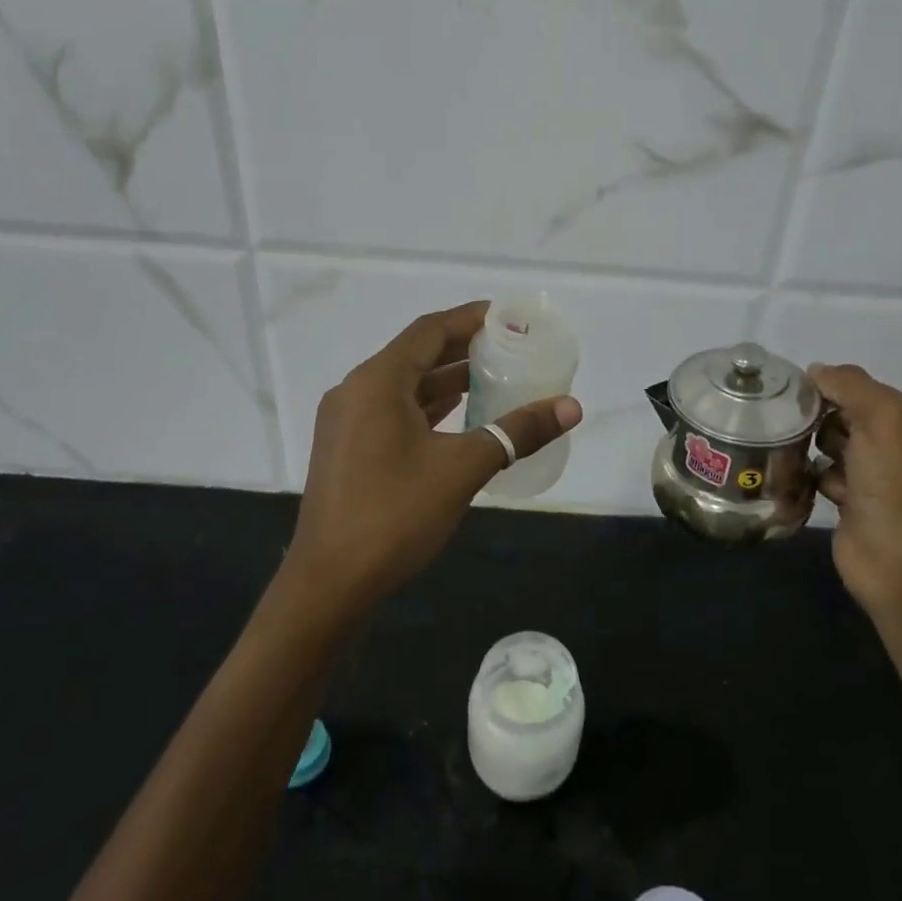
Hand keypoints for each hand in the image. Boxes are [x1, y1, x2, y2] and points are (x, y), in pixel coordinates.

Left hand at [285, 302, 582, 617]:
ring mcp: (346, 420)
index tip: (507, 316)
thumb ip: (517, 432)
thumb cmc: (395, 514)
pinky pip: (392, 409)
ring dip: (445, 378)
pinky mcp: (346, 448)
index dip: (470, 318)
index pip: (429, 330)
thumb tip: (571, 407)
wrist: (329, 584)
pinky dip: (427, 406)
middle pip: (416, 353)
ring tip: (493, 377)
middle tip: (509, 347)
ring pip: (403, 384)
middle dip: (462, 348)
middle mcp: (356, 390)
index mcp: (377, 381)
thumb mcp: (463, 468)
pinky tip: (458, 415)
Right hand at [808, 364, 901, 615]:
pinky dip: (811, 475)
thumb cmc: (892, 482)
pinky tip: (807, 483)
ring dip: (811, 447)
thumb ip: (848, 384)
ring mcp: (875, 471)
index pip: (859, 385)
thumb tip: (815, 371)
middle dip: (818, 418)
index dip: (829, 387)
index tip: (798, 397)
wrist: (895, 559)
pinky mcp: (852, 497)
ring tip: (800, 458)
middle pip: (841, 411)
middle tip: (797, 428)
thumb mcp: (880, 417)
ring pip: (827, 441)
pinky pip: (820, 470)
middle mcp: (897, 440)